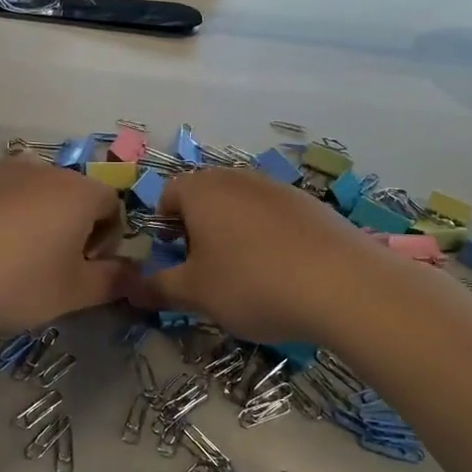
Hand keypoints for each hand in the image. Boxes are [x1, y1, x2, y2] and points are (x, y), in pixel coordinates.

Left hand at [0, 156, 126, 331]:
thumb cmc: (15, 280)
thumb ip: (113, 282)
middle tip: (54, 272)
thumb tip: (138, 277)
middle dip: (74, 232)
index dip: (107, 241)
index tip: (84, 271)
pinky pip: (6, 199)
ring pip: (39, 198)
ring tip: (17, 264)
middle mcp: (45, 170)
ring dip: (40, 225)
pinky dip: (9, 221)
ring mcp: (4, 172)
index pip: (113, 206)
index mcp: (79, 191)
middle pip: (75, 198)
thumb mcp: (72, 292)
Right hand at [136, 168, 371, 342]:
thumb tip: (127, 290)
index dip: (164, 229)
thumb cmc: (252, 283)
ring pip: (240, 206)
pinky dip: (269, 237)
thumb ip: (157, 288)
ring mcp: (276, 187)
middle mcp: (236, 178)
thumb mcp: (196, 294)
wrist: (343, 285)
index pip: (167, 196)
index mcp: (201, 190)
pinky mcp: (310, 204)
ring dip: (234, 234)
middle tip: (208, 271)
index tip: (176, 261)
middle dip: (199, 230)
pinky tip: (284, 271)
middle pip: (204, 197)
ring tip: (248, 275)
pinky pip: (274, 216)